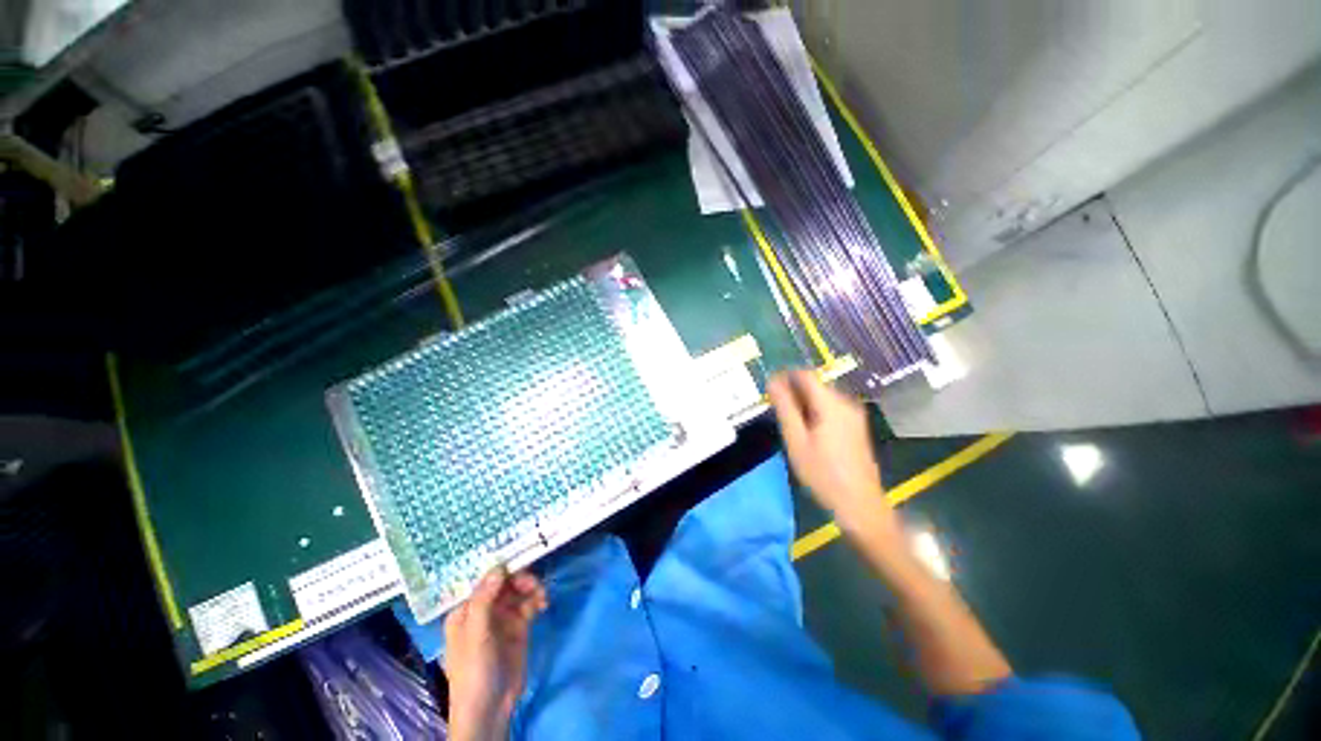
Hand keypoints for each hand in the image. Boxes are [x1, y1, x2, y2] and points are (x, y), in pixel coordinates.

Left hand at [444, 568, 547, 740]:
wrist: (490, 707)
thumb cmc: (473, 670)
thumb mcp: (475, 634)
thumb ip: (485, 599)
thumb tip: (498, 567)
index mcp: (466, 609)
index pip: (485, 580)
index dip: (502, 567)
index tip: (522, 557)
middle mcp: (484, 609)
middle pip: (505, 583)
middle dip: (520, 578)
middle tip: (533, 585)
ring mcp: (503, 618)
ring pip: (519, 591)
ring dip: (531, 588)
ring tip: (541, 596)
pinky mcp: (519, 627)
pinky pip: (529, 604)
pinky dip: (537, 599)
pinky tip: (544, 604)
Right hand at [767, 370, 892, 531]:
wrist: (859, 503)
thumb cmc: (823, 474)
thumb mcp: (796, 440)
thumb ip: (784, 407)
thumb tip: (772, 381)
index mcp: (832, 404)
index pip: (805, 375)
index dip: (784, 376)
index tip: (768, 387)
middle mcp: (846, 403)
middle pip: (814, 384)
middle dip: (793, 391)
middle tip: (774, 408)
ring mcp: (854, 414)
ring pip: (822, 396)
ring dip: (802, 402)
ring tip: (787, 421)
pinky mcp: (855, 425)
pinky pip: (830, 407)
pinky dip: (814, 411)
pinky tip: (806, 430)